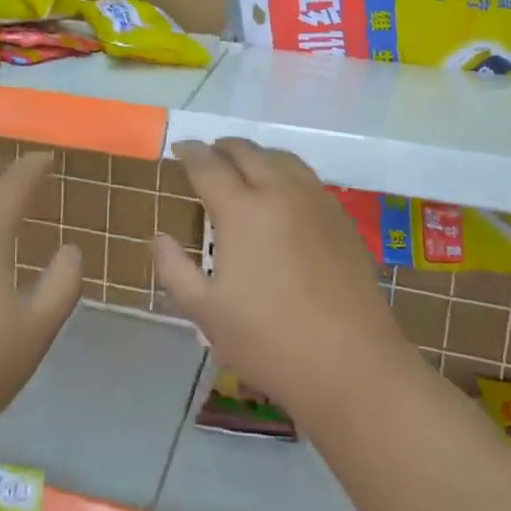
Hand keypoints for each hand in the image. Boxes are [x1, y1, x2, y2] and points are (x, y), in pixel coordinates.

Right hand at [151, 138, 415, 425]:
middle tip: (208, 153)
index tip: (179, 147)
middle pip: (247, 152)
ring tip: (245, 165)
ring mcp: (316, 202)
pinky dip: (286, 171)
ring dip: (257, 154)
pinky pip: (308, 178)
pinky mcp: (342, 219)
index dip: (190, 152)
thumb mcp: (205, 312)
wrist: (351, 363)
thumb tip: (159, 237)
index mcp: (241, 210)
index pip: (208, 165)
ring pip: (282, 158)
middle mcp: (279, 192)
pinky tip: (284, 193)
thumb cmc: (269, 339)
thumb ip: (174, 269)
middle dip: (223, 147)